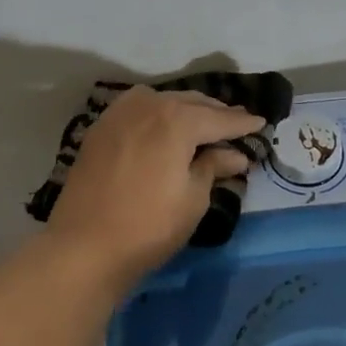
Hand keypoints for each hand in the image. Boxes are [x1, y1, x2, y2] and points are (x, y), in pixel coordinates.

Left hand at [47, 86, 267, 288]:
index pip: (219, 118)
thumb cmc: (149, 226)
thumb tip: (234, 155)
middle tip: (236, 123)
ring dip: (185, 108)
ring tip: (202, 123)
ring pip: (161, 100)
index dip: (242, 123)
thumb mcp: (193, 198)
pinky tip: (163, 125)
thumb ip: (213, 167)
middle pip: (190, 102)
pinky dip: (156, 112)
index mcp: (177, 119)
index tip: (261, 123)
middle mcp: (148, 105)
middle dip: (215, 112)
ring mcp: (119, 114)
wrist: (84, 246)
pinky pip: (137, 109)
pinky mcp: (99, 129)